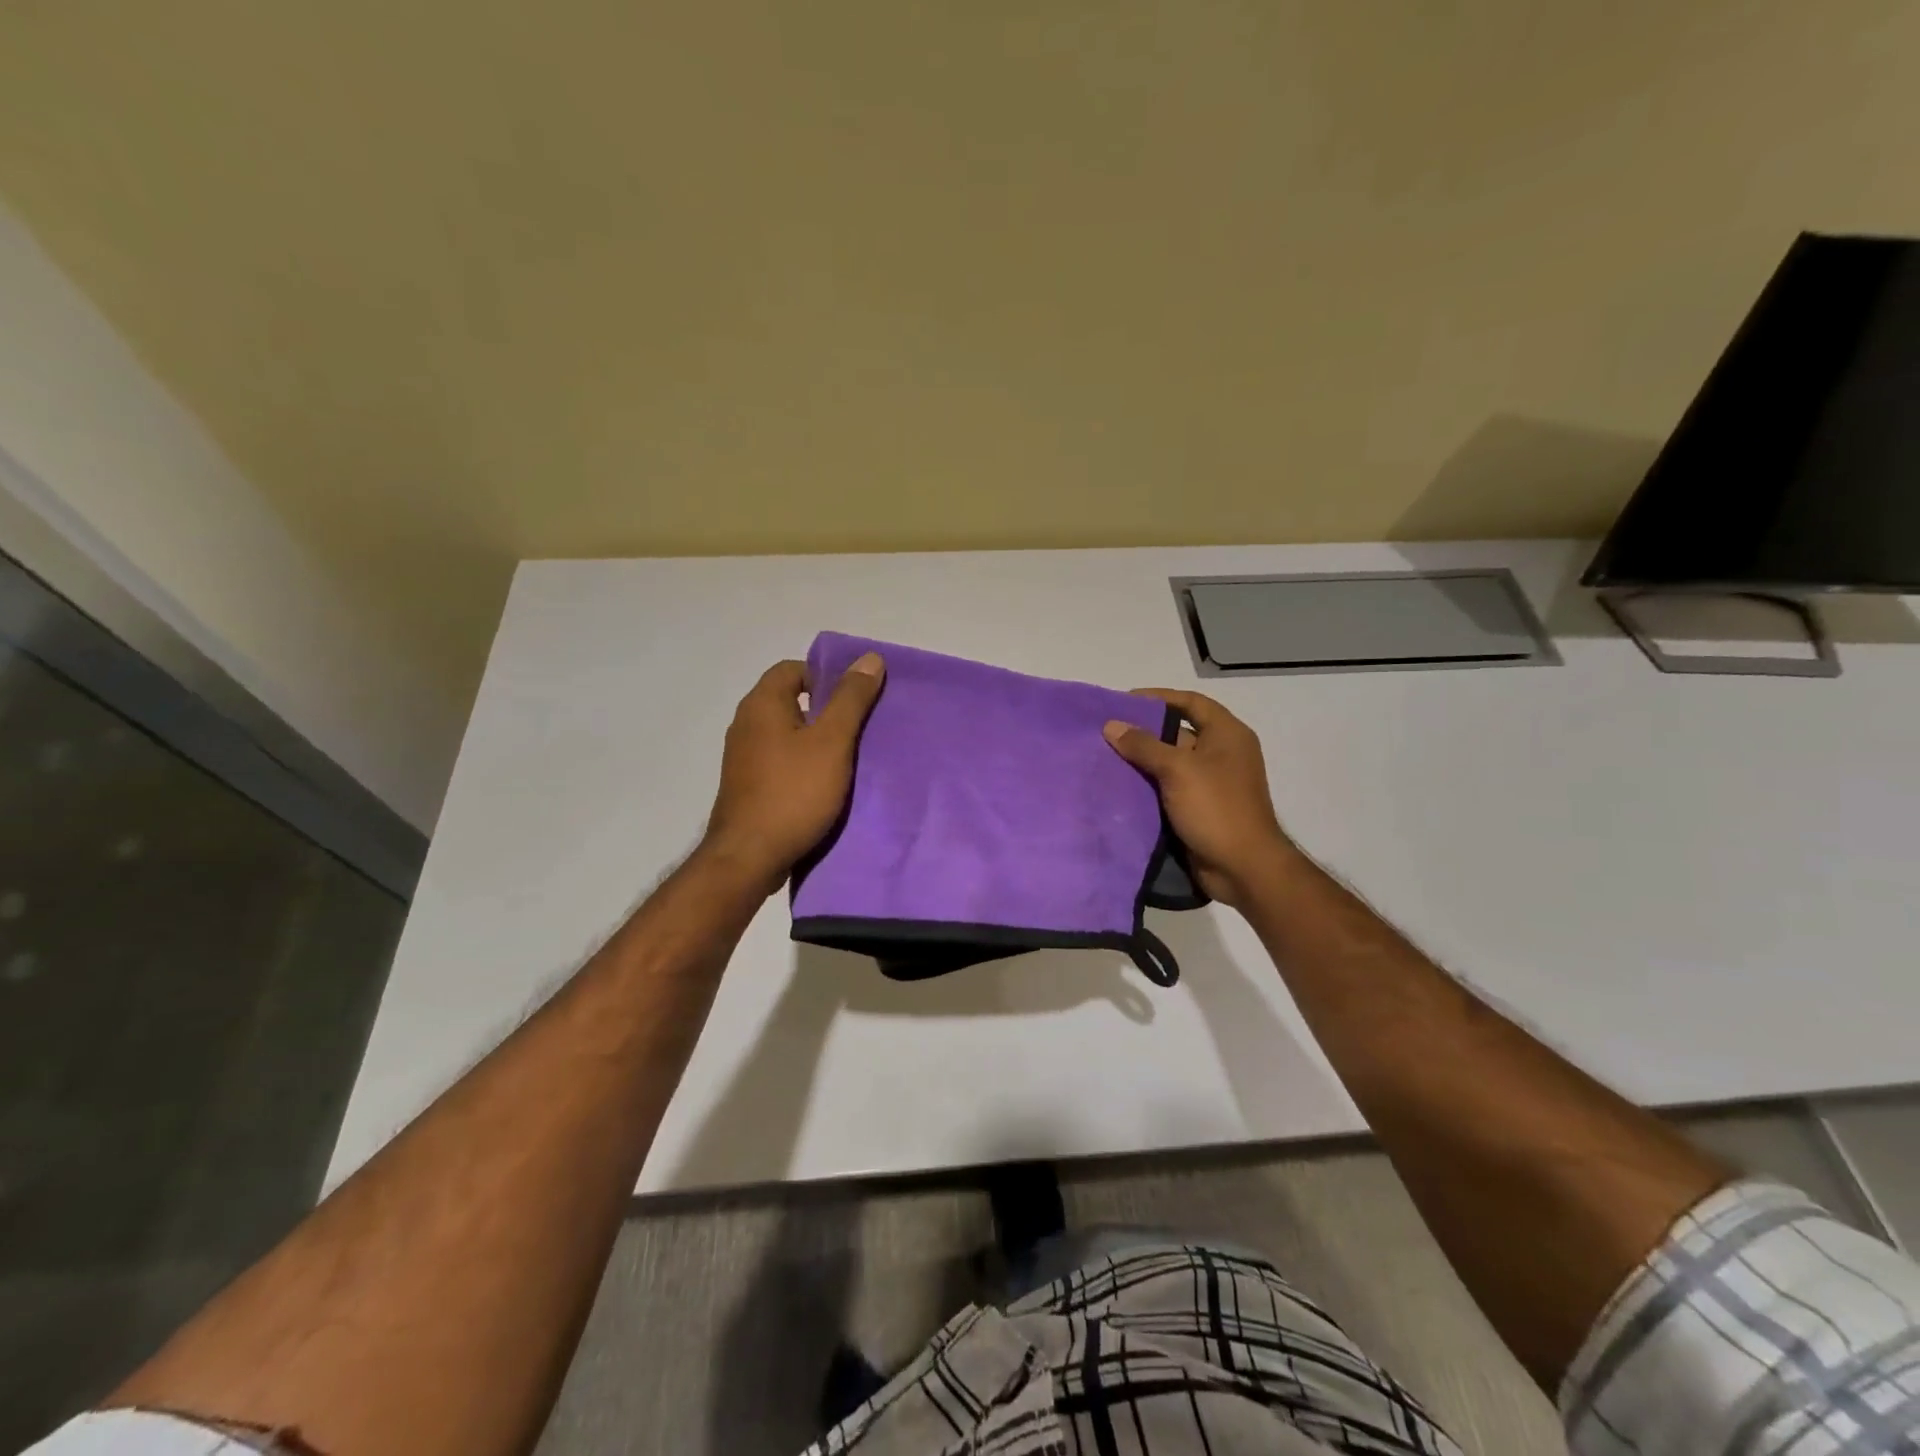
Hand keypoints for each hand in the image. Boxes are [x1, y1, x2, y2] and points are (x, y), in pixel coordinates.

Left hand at [701, 653, 885, 895]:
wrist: (749, 857)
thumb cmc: (794, 793)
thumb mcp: (832, 742)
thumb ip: (850, 699)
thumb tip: (869, 658)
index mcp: (762, 704)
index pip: (793, 668)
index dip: (826, 676)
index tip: (855, 699)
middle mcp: (746, 723)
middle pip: (790, 699)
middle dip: (826, 709)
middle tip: (860, 727)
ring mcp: (743, 756)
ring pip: (787, 732)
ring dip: (816, 739)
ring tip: (848, 756)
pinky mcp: (747, 784)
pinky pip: (780, 759)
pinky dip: (803, 762)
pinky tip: (825, 783)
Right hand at [1102, 688, 1297, 909]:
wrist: (1242, 868)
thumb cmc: (1216, 808)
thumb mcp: (1177, 769)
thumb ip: (1143, 745)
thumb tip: (1111, 725)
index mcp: (1227, 734)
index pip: (1191, 702)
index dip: (1159, 697)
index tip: (1125, 701)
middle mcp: (1222, 753)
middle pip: (1179, 732)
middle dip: (1144, 731)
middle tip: (1109, 731)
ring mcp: (1212, 782)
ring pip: (1171, 762)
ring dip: (1143, 760)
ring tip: (1106, 756)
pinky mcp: (1200, 807)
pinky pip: (1169, 788)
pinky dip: (1148, 785)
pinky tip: (1120, 785)